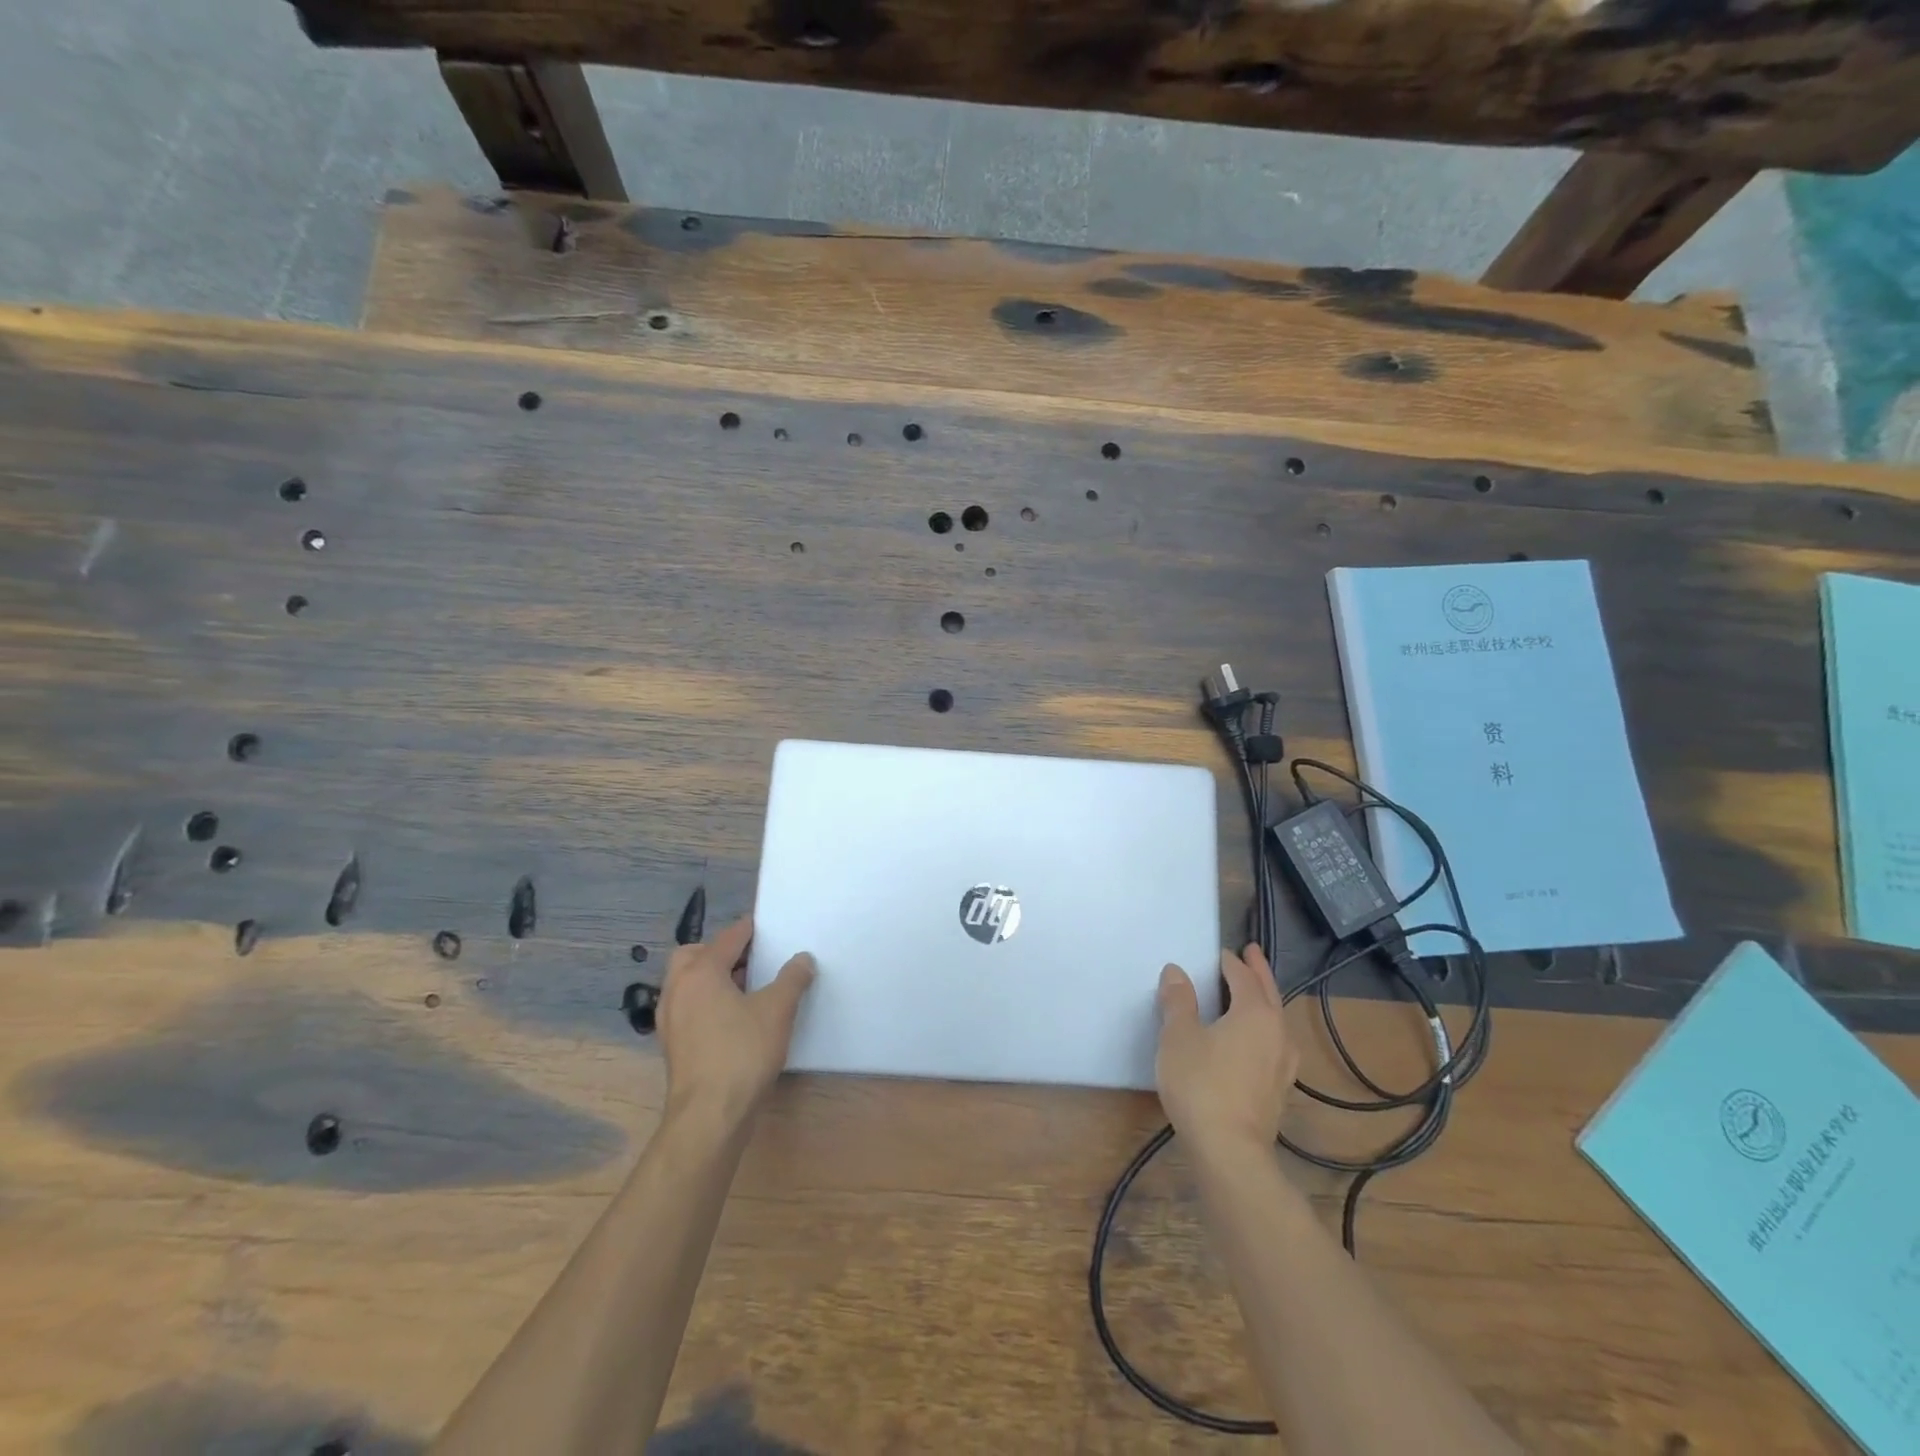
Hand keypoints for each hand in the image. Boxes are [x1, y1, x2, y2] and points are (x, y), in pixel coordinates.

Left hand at [658, 915, 815, 1127]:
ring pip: (688, 984)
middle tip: (750, 959)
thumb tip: (802, 959)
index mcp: (700, 972)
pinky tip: (733, 1019)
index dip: (749, 930)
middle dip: (720, 952)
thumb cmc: (742, 1052)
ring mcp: (670, 1020)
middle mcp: (678, 989)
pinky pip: (689, 1008)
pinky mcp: (673, 1045)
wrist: (709, 1116)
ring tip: (746, 989)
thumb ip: (792, 978)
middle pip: (694, 955)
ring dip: (713, 979)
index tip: (768, 927)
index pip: (727, 938)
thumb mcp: (778, 1010)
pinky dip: (707, 1003)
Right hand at [1155, 944, 1297, 1155]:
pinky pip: (1274, 1045)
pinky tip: (1256, 1042)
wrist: (1229, 1152)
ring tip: (1253, 994)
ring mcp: (1283, 1064)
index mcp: (1255, 1013)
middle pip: (1269, 993)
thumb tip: (1177, 971)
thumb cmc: (1201, 1084)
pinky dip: (1264, 1030)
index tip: (1221, 952)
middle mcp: (1277, 1033)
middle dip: (1258, 972)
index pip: (1243, 977)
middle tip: (1251, 953)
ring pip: (1276, 1020)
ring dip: (1265, 1001)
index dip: (1230, 962)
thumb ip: (1178, 1001)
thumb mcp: (1178, 1036)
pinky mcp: (1279, 1090)